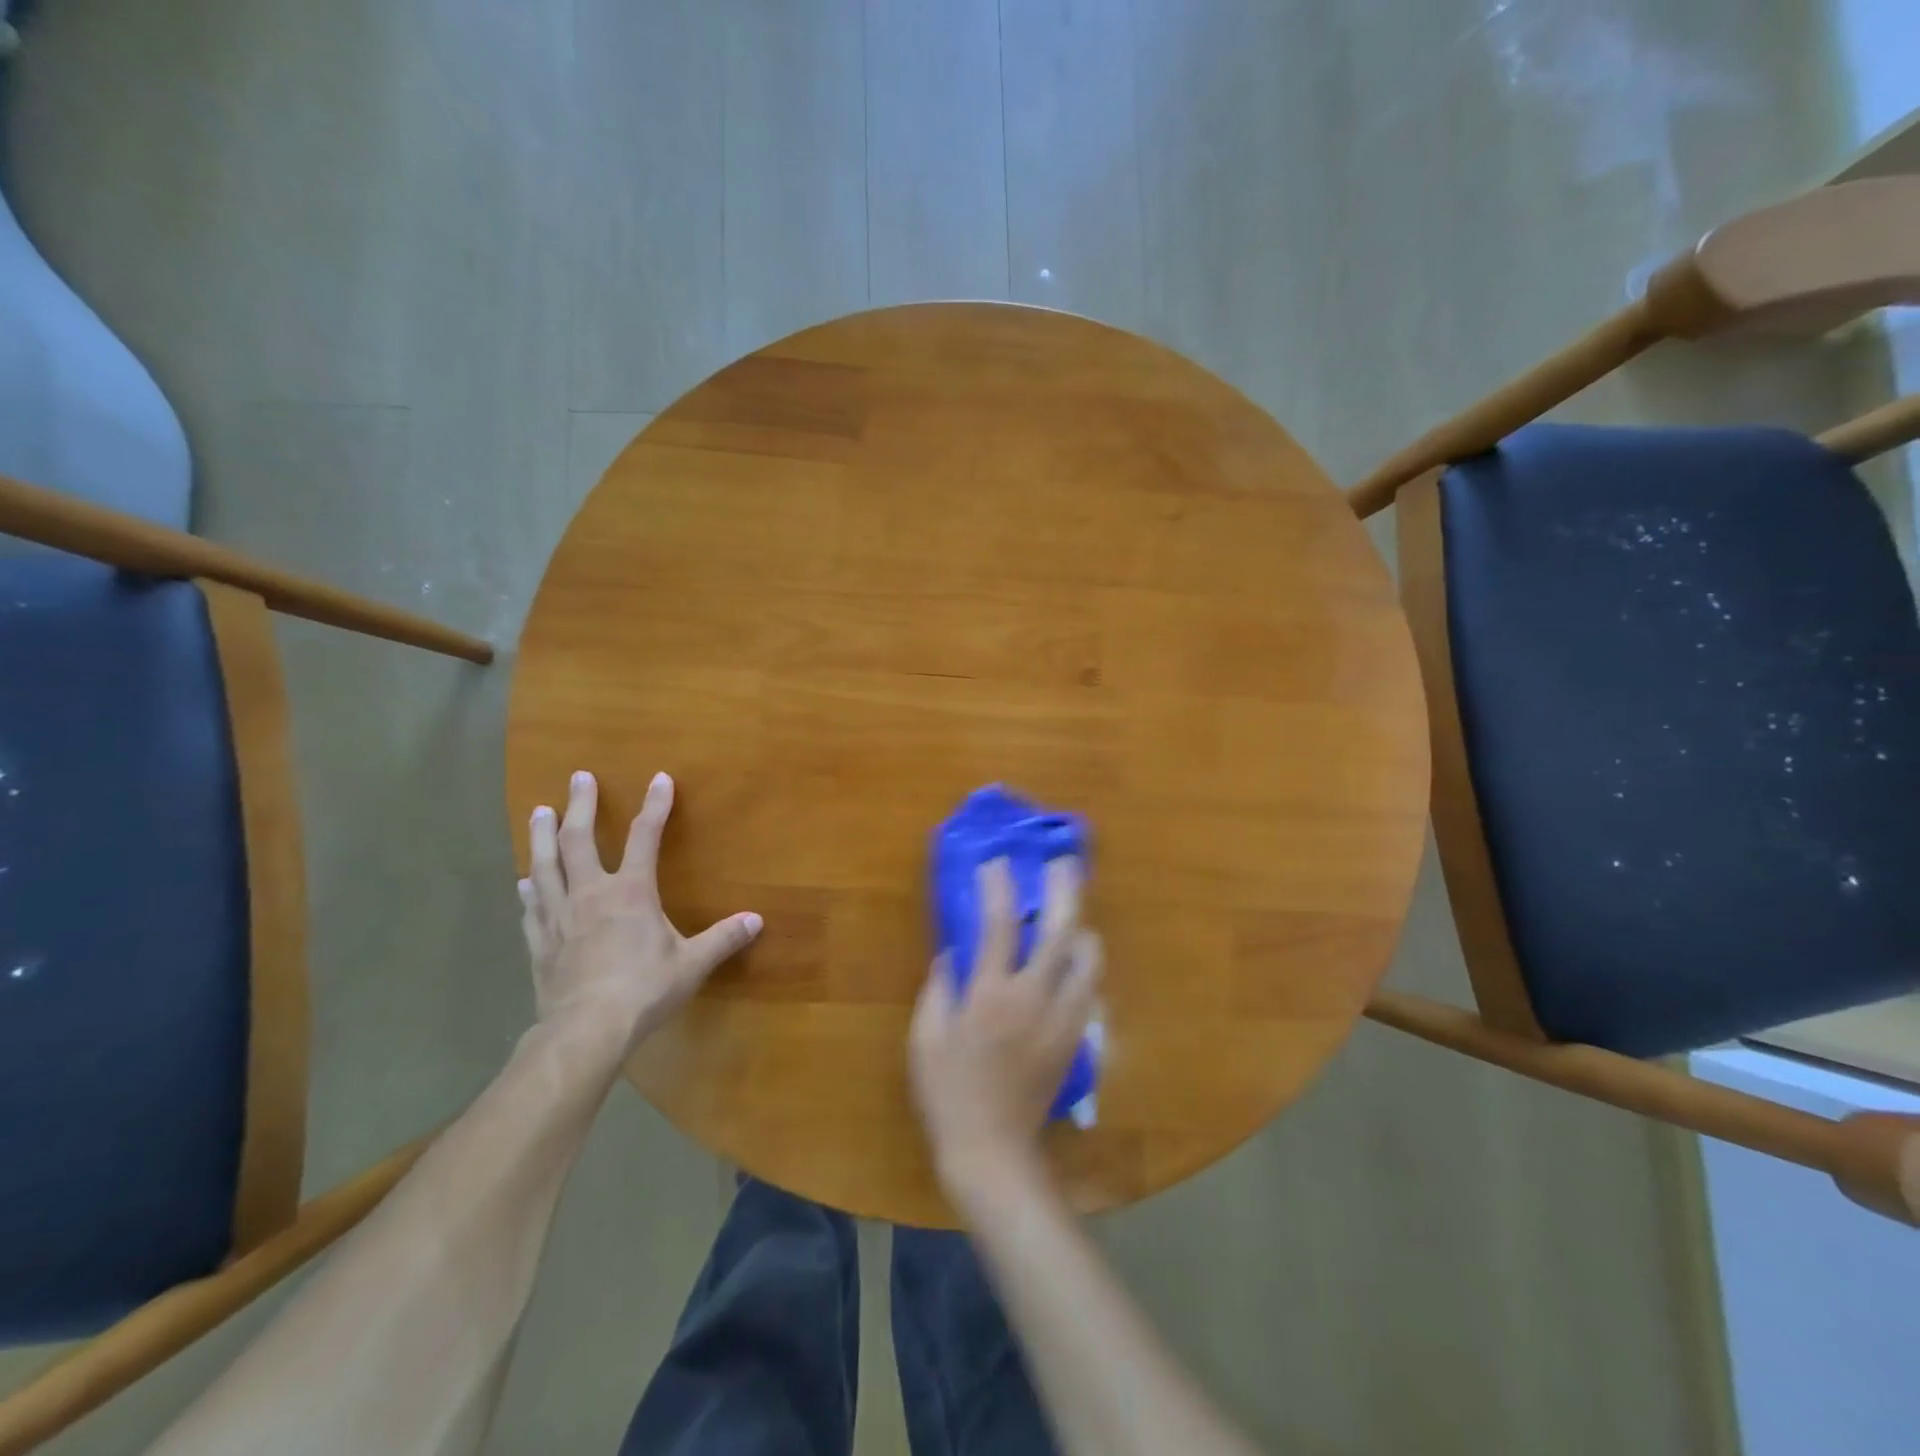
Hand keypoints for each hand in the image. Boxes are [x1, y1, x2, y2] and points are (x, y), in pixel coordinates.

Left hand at [519, 770, 760, 1051]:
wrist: (585, 1031)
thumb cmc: (644, 990)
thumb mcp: (692, 964)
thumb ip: (723, 939)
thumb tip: (757, 920)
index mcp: (630, 891)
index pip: (644, 836)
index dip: (655, 805)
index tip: (660, 779)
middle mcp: (590, 893)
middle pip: (579, 839)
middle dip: (580, 805)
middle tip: (578, 777)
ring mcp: (559, 916)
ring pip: (546, 865)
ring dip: (542, 836)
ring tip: (539, 812)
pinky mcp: (539, 942)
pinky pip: (532, 906)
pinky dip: (530, 888)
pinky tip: (525, 880)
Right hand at [909, 858, 1101, 1199]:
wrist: (992, 1150)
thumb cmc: (948, 1091)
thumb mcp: (925, 1037)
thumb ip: (940, 987)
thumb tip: (954, 953)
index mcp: (990, 994)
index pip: (1000, 925)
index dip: (999, 887)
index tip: (997, 862)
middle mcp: (1033, 998)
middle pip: (1060, 931)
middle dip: (1065, 891)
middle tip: (1065, 864)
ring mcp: (1062, 1018)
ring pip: (1089, 960)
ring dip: (1082, 930)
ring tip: (1072, 917)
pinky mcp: (1076, 1038)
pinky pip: (1090, 989)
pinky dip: (1084, 967)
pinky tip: (1073, 964)